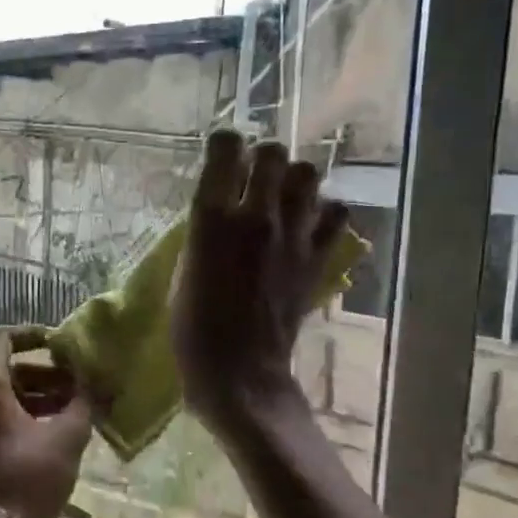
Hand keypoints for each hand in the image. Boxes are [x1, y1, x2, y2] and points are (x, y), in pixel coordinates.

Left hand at [0, 327, 94, 517]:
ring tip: (76, 407)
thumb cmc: (27, 477)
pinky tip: (59, 428)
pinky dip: (28, 412)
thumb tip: (98, 382)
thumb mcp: (66, 438)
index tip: (62, 344)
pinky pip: (1, 413)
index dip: (33, 335)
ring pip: (6, 392)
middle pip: (8, 367)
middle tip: (79, 383)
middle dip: (46, 371)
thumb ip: (84, 403)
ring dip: (41, 394)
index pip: (3, 338)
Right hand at [172, 130, 350, 431]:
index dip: (225, 144)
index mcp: (212, 218)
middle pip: (273, 153)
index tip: (222, 154)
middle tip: (254, 175)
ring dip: (295, 178)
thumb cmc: (193, 327)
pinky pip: (335, 213)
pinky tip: (307, 223)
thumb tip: (222, 206)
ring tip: (282, 195)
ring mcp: (292, 236)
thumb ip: (204, 231)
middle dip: (263, 157)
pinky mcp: (316, 258)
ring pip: (309, 174)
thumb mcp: (183, 270)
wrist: (239, 373)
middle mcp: (256, 216)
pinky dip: (323, 211)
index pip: (226, 148)